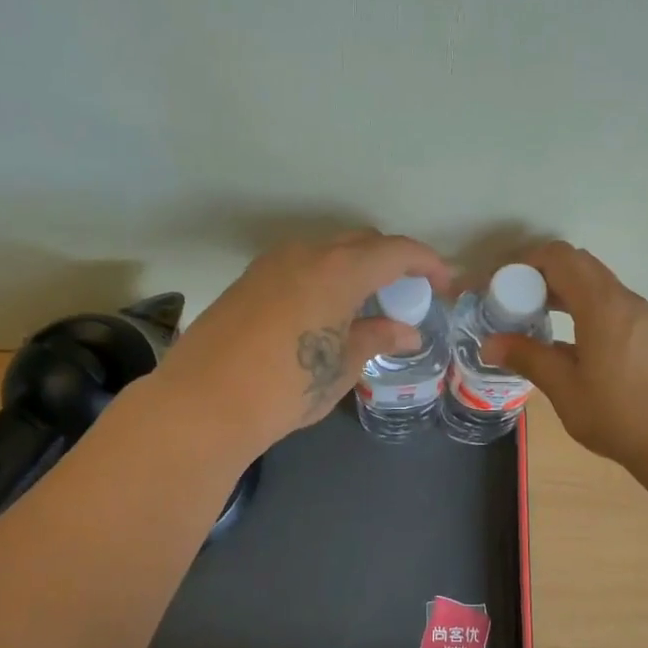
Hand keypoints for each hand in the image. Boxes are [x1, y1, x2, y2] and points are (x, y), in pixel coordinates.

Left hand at [155, 231, 452, 457]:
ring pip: (327, 251)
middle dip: (391, 262)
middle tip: (406, 295)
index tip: (443, 284)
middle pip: (361, 243)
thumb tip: (406, 332)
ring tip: (365, 305)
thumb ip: (377, 339)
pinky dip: (323, 277)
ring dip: (354, 268)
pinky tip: (323, 312)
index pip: (396, 251)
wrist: (204, 403)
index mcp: (338, 270)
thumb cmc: (287, 387)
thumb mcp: (341, 366)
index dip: (427, 263)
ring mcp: (271, 264)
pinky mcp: (247, 281)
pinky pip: (299, 265)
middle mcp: (306, 254)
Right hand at [480, 241, 647, 469]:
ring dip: (566, 293)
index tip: (504, 288)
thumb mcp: (565, 389)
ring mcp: (645, 317)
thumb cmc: (621, 415)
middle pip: (580, 265)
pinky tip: (574, 346)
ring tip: (538, 323)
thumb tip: (490, 344)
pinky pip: (613, 306)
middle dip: (543, 277)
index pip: (560, 257)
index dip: (527, 263)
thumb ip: (528, 358)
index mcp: (601, 305)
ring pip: (598, 286)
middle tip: (517, 305)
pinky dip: (586, 310)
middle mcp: (625, 301)